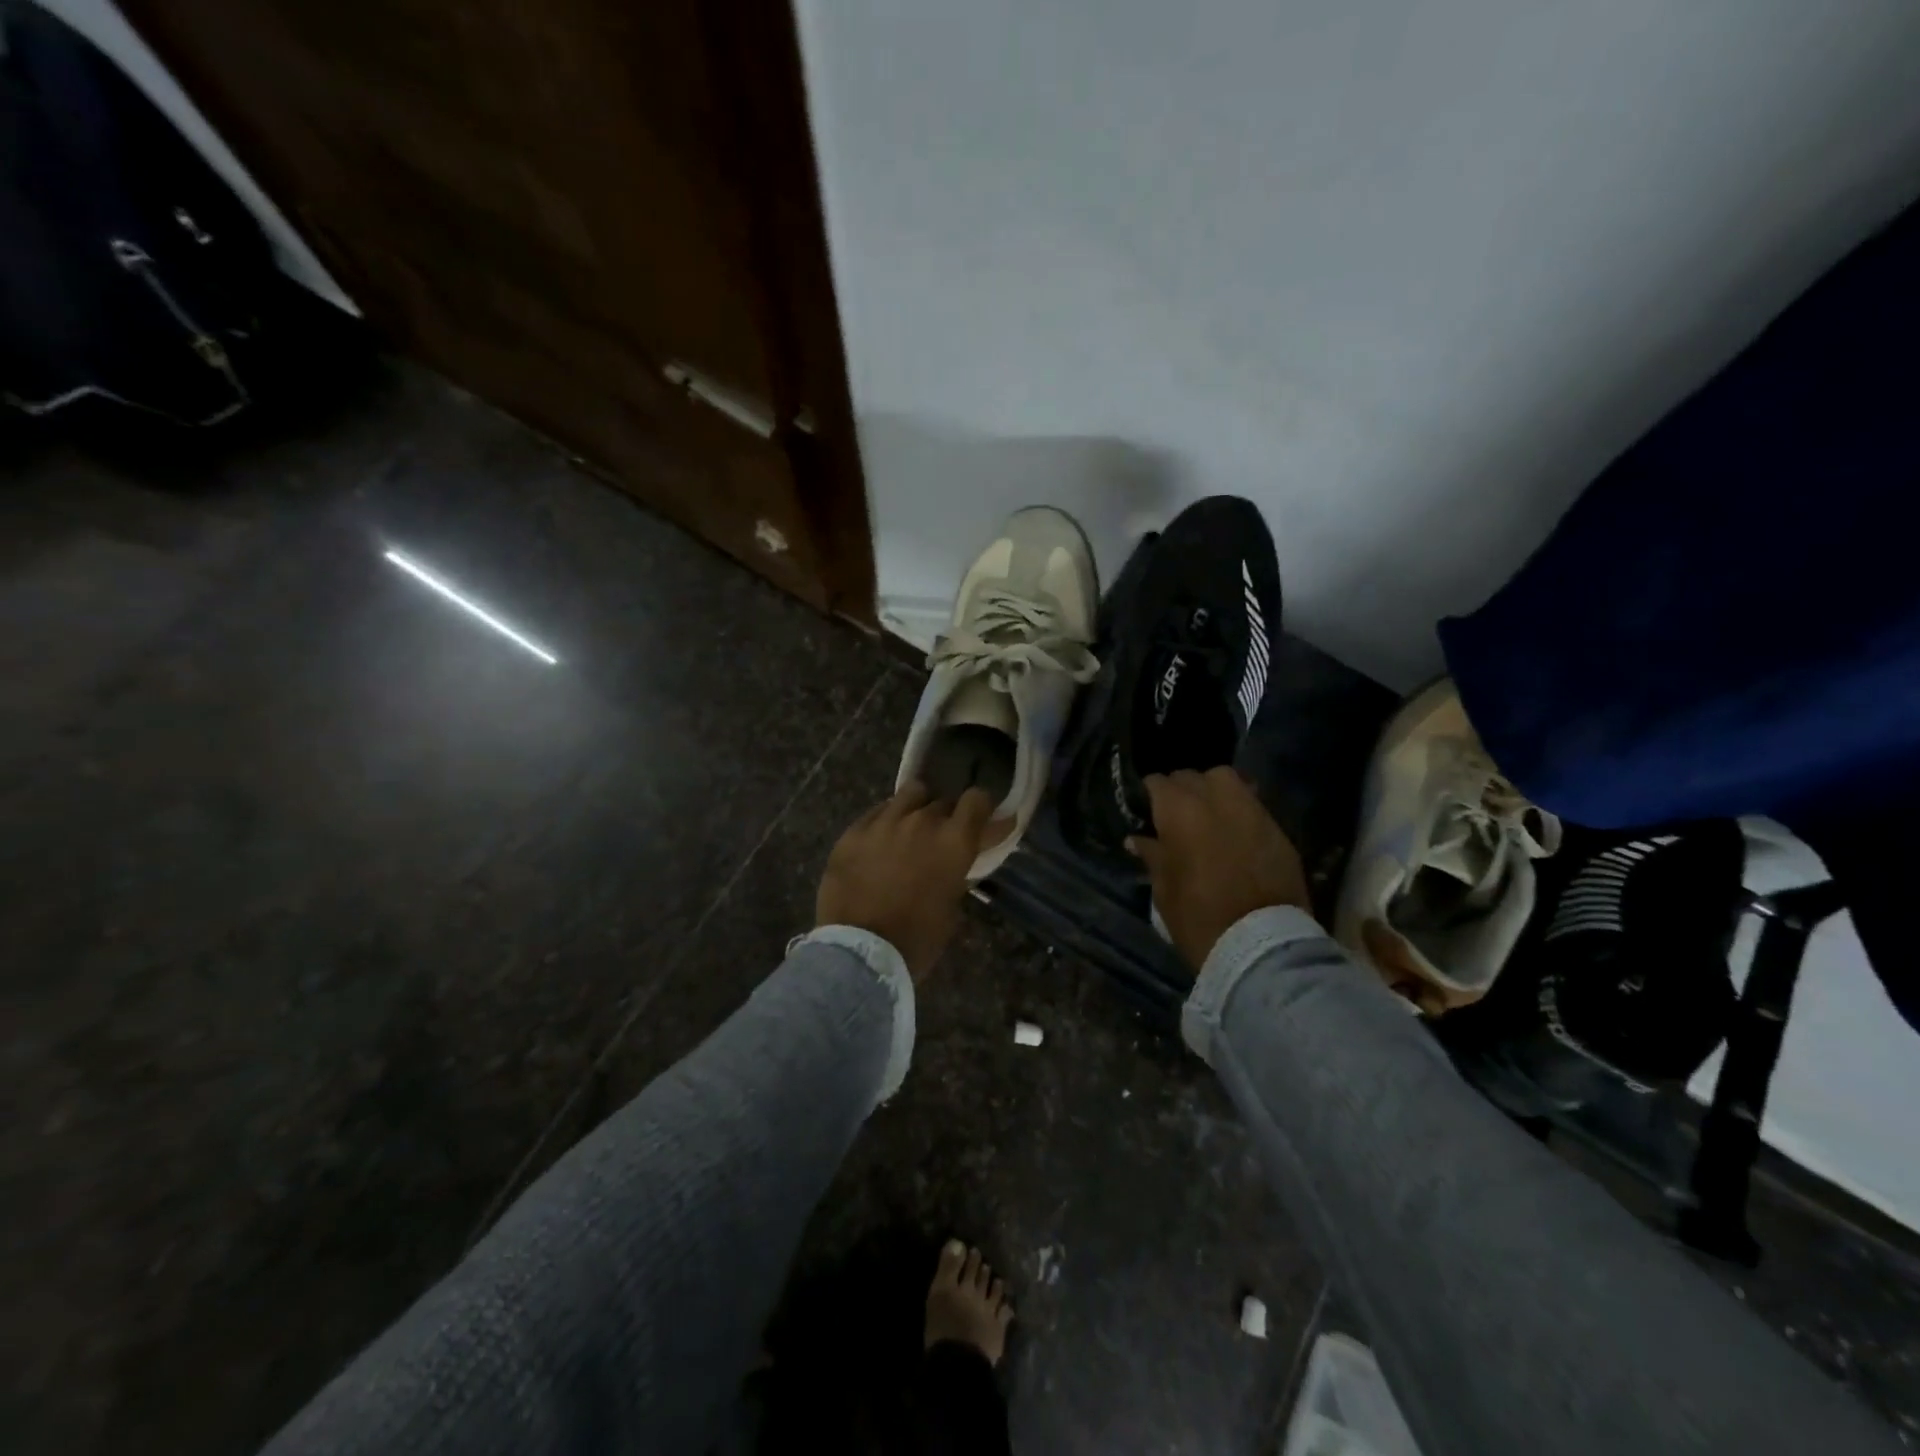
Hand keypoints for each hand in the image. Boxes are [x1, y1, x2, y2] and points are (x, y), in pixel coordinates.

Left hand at [816, 783, 993, 980]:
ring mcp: (885, 821)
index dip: (981, 808)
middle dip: (946, 818)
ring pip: (909, 795)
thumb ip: (959, 874)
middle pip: (943, 801)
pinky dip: (885, 822)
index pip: (978, 799)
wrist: (859, 951)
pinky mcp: (854, 830)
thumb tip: (958, 864)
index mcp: (954, 841)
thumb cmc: (917, 939)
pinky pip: (877, 812)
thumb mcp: (952, 908)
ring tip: (909, 829)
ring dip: (916, 808)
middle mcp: (923, 821)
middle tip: (939, 841)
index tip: (980, 822)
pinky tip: (879, 842)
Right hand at [1127, 768, 1309, 973]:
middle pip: (1191, 776)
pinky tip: (1234, 832)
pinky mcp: (1278, 828)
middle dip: (1180, 790)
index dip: (1150, 795)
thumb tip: (1137, 839)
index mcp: (1179, 810)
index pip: (1157, 782)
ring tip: (1208, 814)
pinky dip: (1239, 811)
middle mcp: (1215, 799)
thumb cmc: (1198, 917)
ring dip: (1213, 790)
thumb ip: (1152, 856)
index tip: (1147, 811)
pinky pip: (1252, 805)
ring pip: (1226, 779)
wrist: (1261, 945)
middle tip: (1175, 815)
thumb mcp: (1163, 889)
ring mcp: (1252, 810)